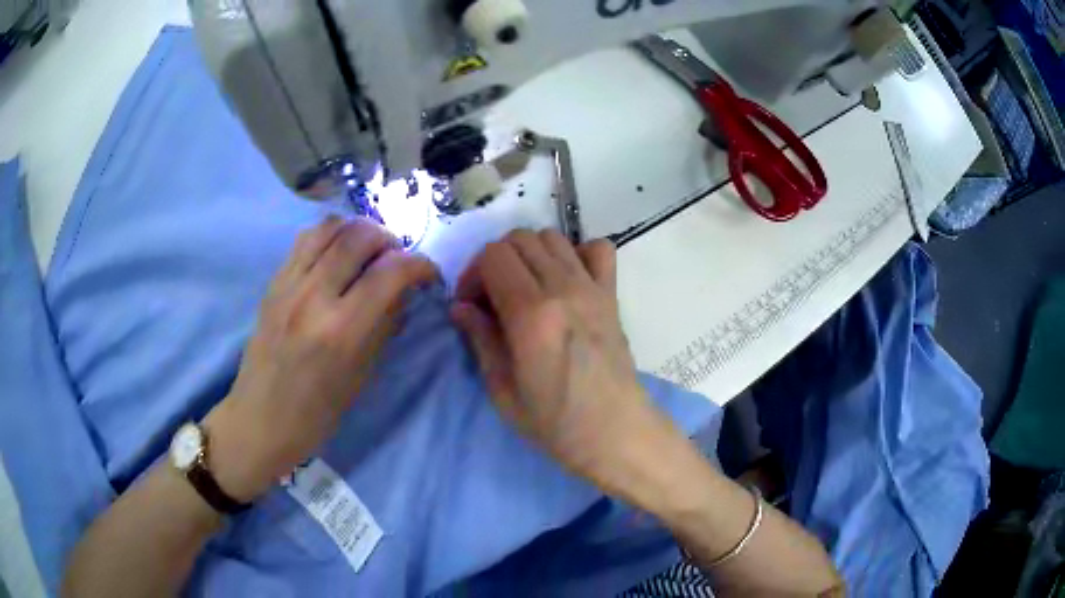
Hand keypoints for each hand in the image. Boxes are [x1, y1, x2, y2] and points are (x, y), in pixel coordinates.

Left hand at [206, 217, 437, 501]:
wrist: (261, 418)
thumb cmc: (317, 412)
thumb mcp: (362, 375)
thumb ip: (384, 325)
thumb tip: (404, 291)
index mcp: (341, 330)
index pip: (390, 273)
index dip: (420, 265)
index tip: (429, 274)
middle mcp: (313, 296)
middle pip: (360, 236)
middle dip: (390, 240)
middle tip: (397, 259)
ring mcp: (289, 284)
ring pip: (330, 227)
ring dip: (358, 230)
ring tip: (368, 250)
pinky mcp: (274, 282)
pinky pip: (305, 239)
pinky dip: (330, 236)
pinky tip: (337, 254)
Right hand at [452, 230, 671, 492]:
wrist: (615, 432)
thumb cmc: (556, 423)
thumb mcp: (503, 392)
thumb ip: (481, 340)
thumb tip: (461, 307)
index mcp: (532, 314)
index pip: (493, 255)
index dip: (472, 274)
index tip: (470, 306)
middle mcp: (563, 288)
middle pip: (519, 239)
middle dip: (495, 261)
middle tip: (492, 298)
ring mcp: (592, 287)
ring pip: (551, 237)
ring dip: (529, 254)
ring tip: (524, 288)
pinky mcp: (612, 294)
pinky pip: (598, 249)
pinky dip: (577, 253)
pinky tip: (566, 280)